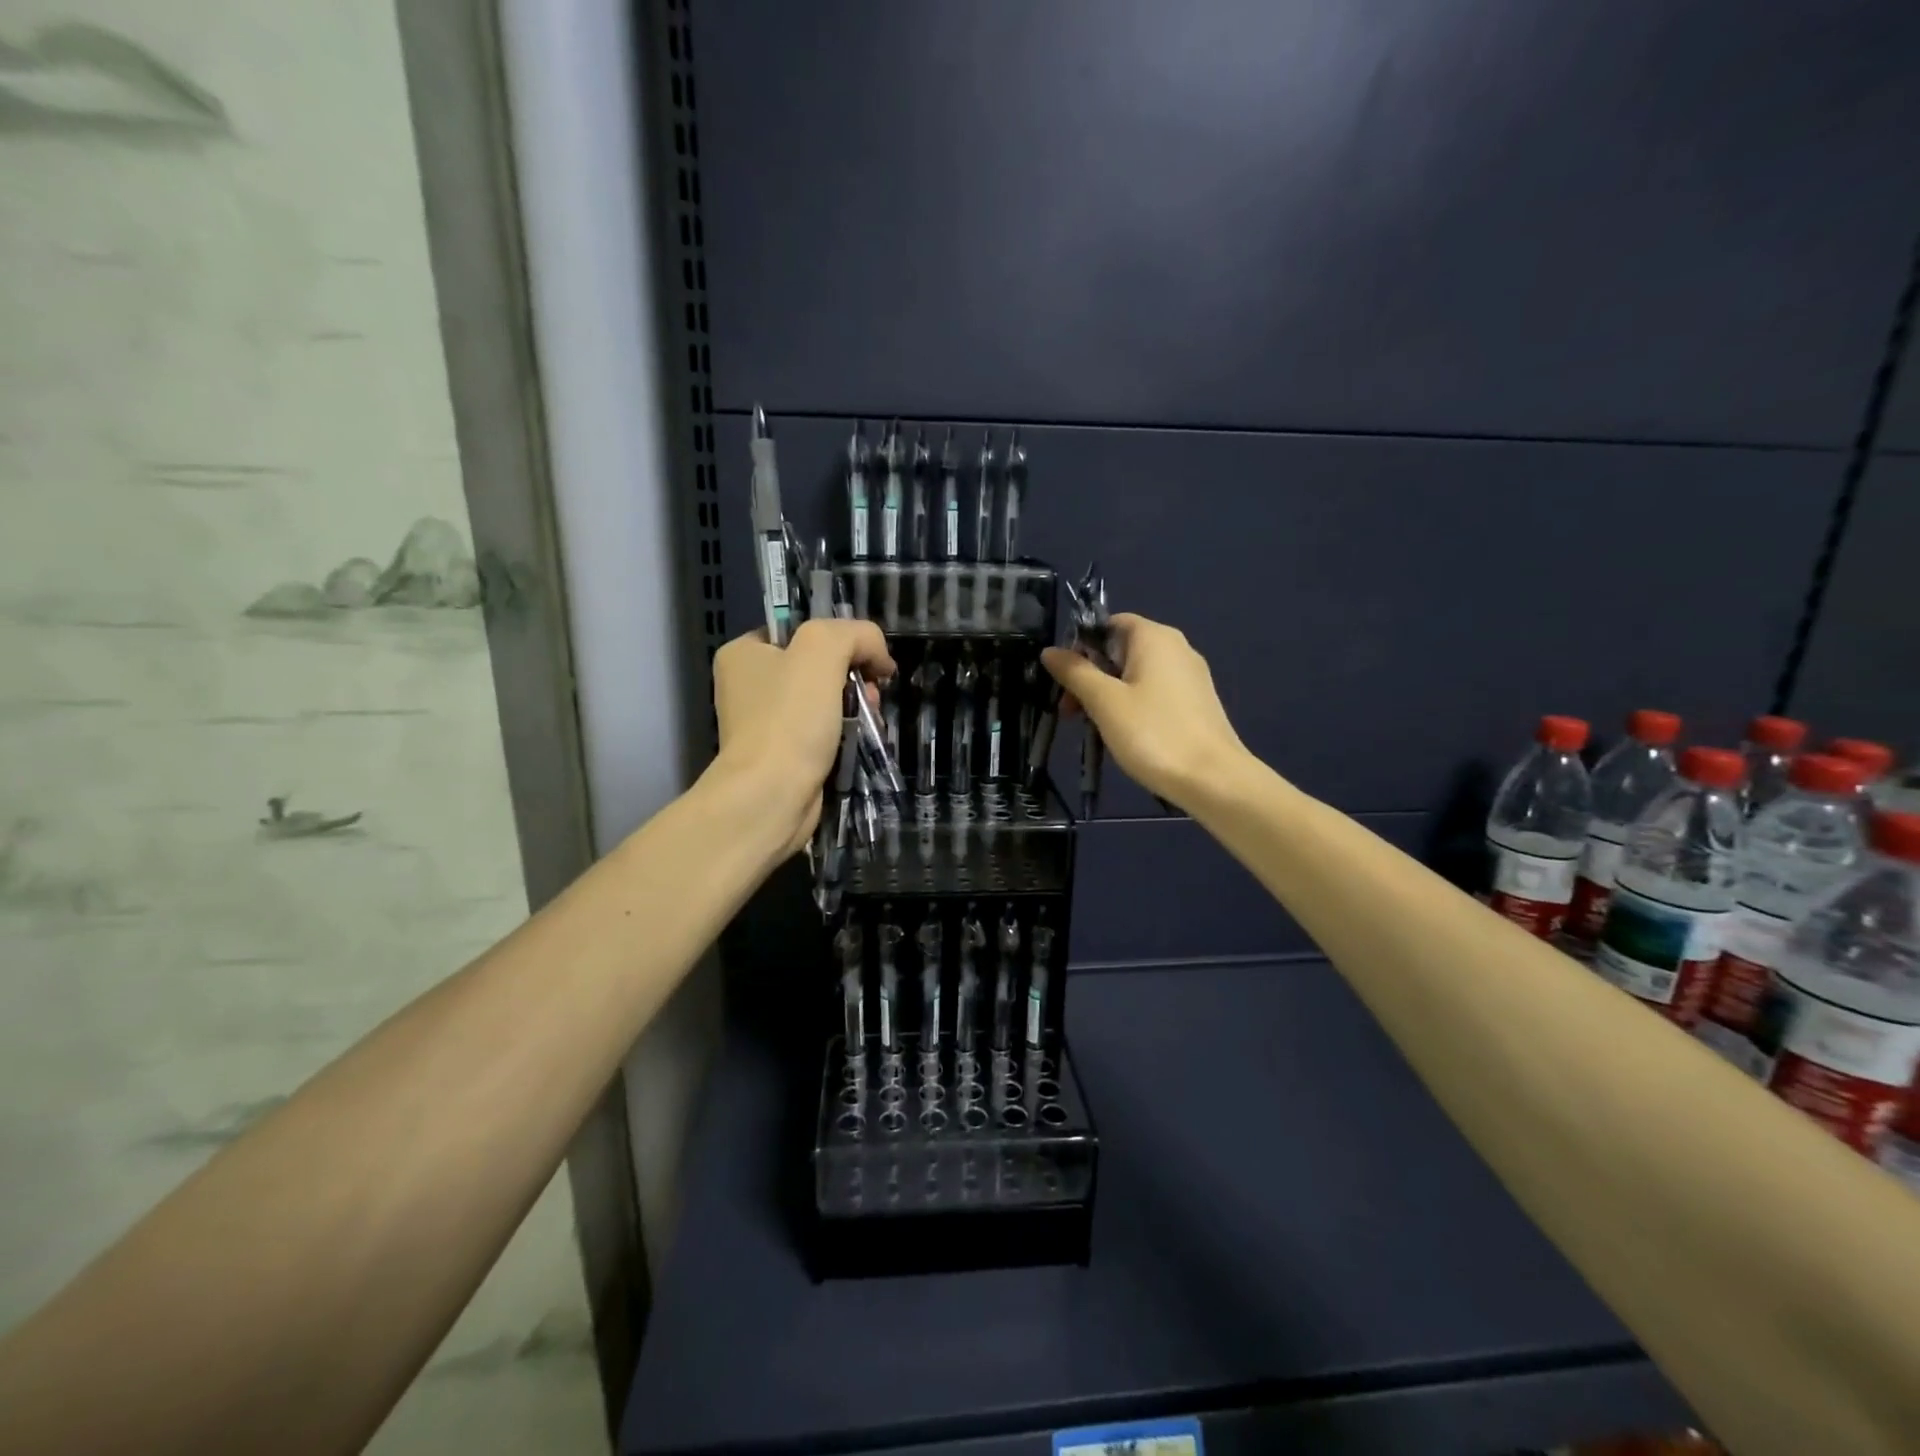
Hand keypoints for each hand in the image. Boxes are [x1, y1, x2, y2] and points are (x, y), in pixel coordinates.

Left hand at [711, 619, 895, 856]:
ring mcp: (766, 723)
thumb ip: (854, 634)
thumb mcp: (822, 650)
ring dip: (857, 707)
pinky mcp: (784, 756)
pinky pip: (824, 733)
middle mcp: (749, 685)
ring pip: (827, 701)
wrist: (771, 796)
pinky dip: (847, 735)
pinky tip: (863, 741)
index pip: (803, 630)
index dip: (842, 640)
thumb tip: (878, 655)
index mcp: (744, 652)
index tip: (867, 661)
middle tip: (871, 695)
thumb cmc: (789, 719)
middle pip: (819, 667)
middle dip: (854, 678)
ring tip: (871, 721)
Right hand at [1041, 613, 1247, 811]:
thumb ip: (1075, 672)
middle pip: (1120, 650)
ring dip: (1108, 695)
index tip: (1065, 679)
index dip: (1081, 646)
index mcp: (1154, 637)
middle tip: (1070, 712)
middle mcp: (1176, 647)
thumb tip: (1050, 651)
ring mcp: (1190, 676)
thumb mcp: (1104, 702)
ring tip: (1093, 728)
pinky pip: (1154, 693)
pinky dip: (1132, 706)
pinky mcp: (1196, 702)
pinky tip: (1124, 734)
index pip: (1108, 624)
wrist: (1213, 779)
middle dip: (1090, 676)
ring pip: (1135, 674)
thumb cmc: (1153, 733)